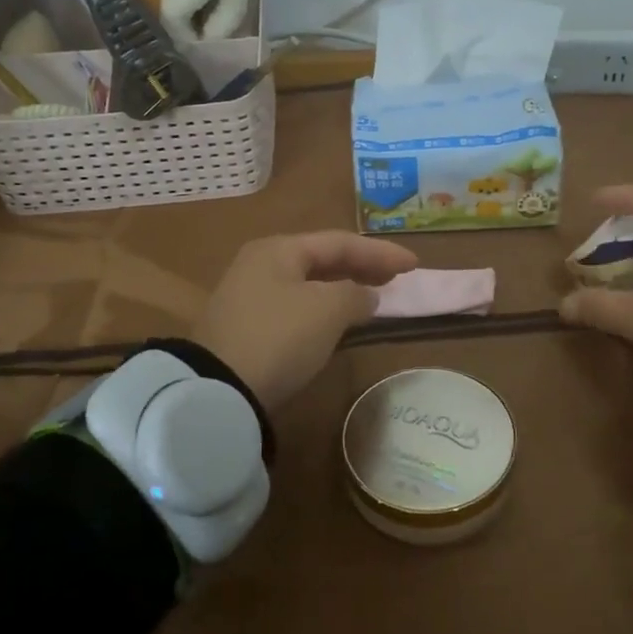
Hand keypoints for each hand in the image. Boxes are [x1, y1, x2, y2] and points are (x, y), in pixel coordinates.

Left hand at [193, 231, 416, 409]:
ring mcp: (249, 297)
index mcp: (279, 250)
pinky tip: (339, 322)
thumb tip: (365, 298)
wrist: (218, 391)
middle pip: (321, 259)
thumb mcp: (327, 310)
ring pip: (309, 284)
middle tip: (396, 278)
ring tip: (373, 298)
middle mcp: (261, 265)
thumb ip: (356, 296)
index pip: (339, 242)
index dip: (380, 251)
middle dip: (361, 267)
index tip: (414, 264)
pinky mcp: (247, 328)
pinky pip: (297, 307)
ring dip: (343, 289)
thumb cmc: (279, 337)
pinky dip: (324, 309)